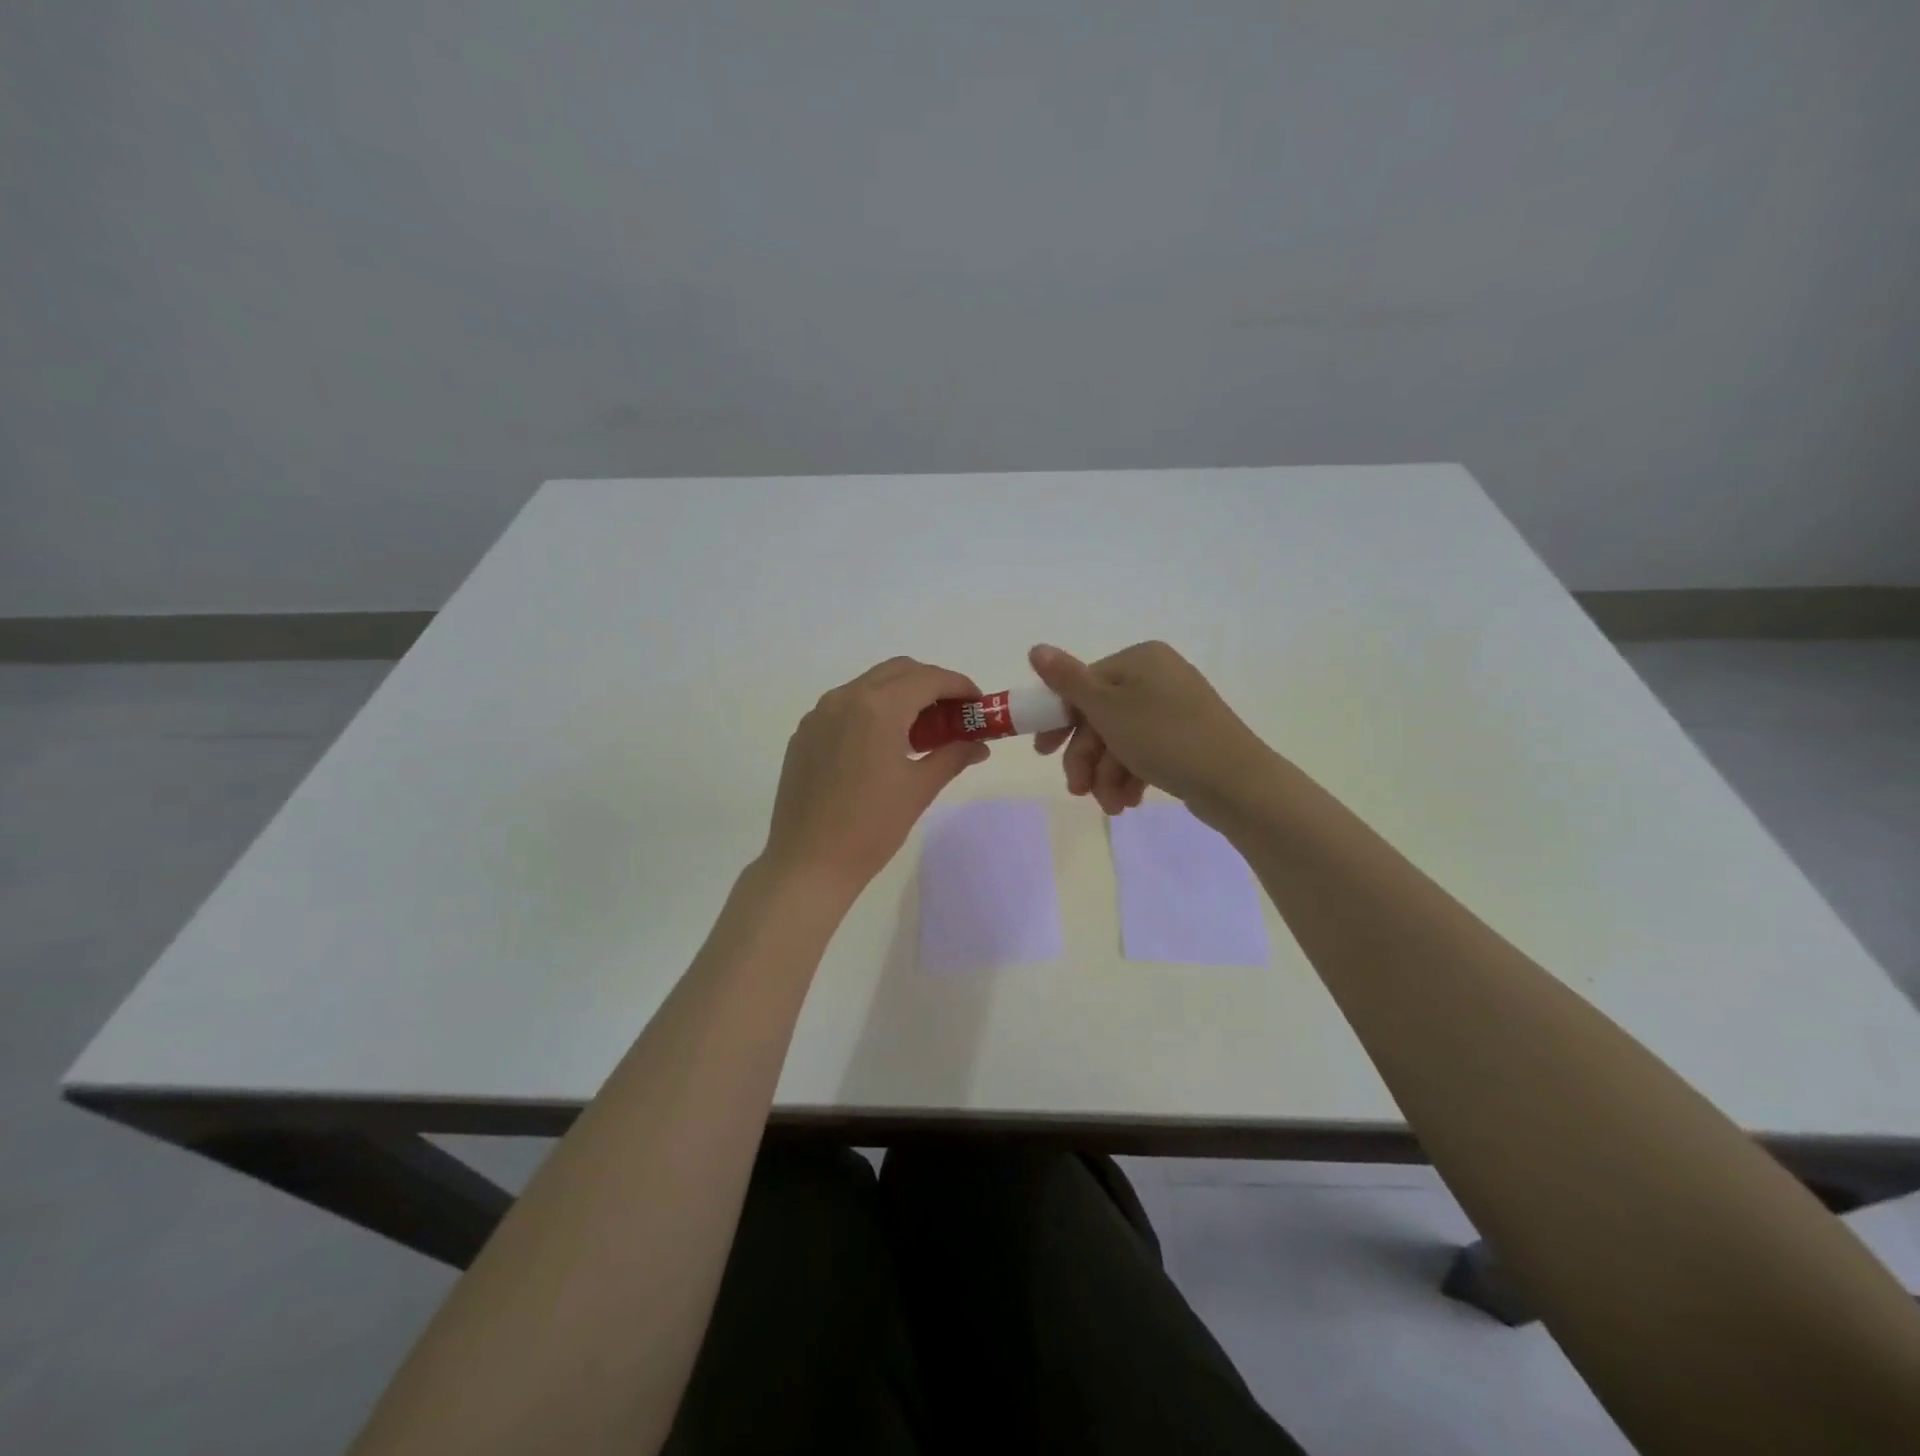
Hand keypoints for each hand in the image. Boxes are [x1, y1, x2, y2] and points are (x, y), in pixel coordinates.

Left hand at [761, 657, 990, 894]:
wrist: (808, 862)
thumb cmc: (871, 827)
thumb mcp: (919, 789)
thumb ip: (953, 756)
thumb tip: (979, 745)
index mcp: (878, 708)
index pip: (928, 679)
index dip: (959, 686)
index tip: (977, 704)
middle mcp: (845, 698)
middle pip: (899, 671)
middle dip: (931, 684)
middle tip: (953, 715)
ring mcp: (819, 714)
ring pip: (870, 685)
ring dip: (901, 695)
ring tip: (920, 731)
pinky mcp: (805, 733)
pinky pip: (845, 706)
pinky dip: (872, 711)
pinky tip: (882, 745)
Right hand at [1029, 641, 1275, 818]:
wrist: (1235, 782)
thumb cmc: (1164, 737)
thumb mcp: (1107, 708)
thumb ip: (1067, 680)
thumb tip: (1035, 648)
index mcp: (1139, 659)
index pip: (1083, 685)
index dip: (1059, 721)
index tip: (1044, 753)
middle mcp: (1157, 677)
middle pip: (1100, 717)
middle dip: (1087, 758)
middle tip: (1077, 790)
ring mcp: (1174, 708)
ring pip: (1120, 741)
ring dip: (1107, 776)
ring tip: (1111, 805)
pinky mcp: (1186, 738)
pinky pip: (1144, 753)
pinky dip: (1130, 777)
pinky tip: (1129, 802)